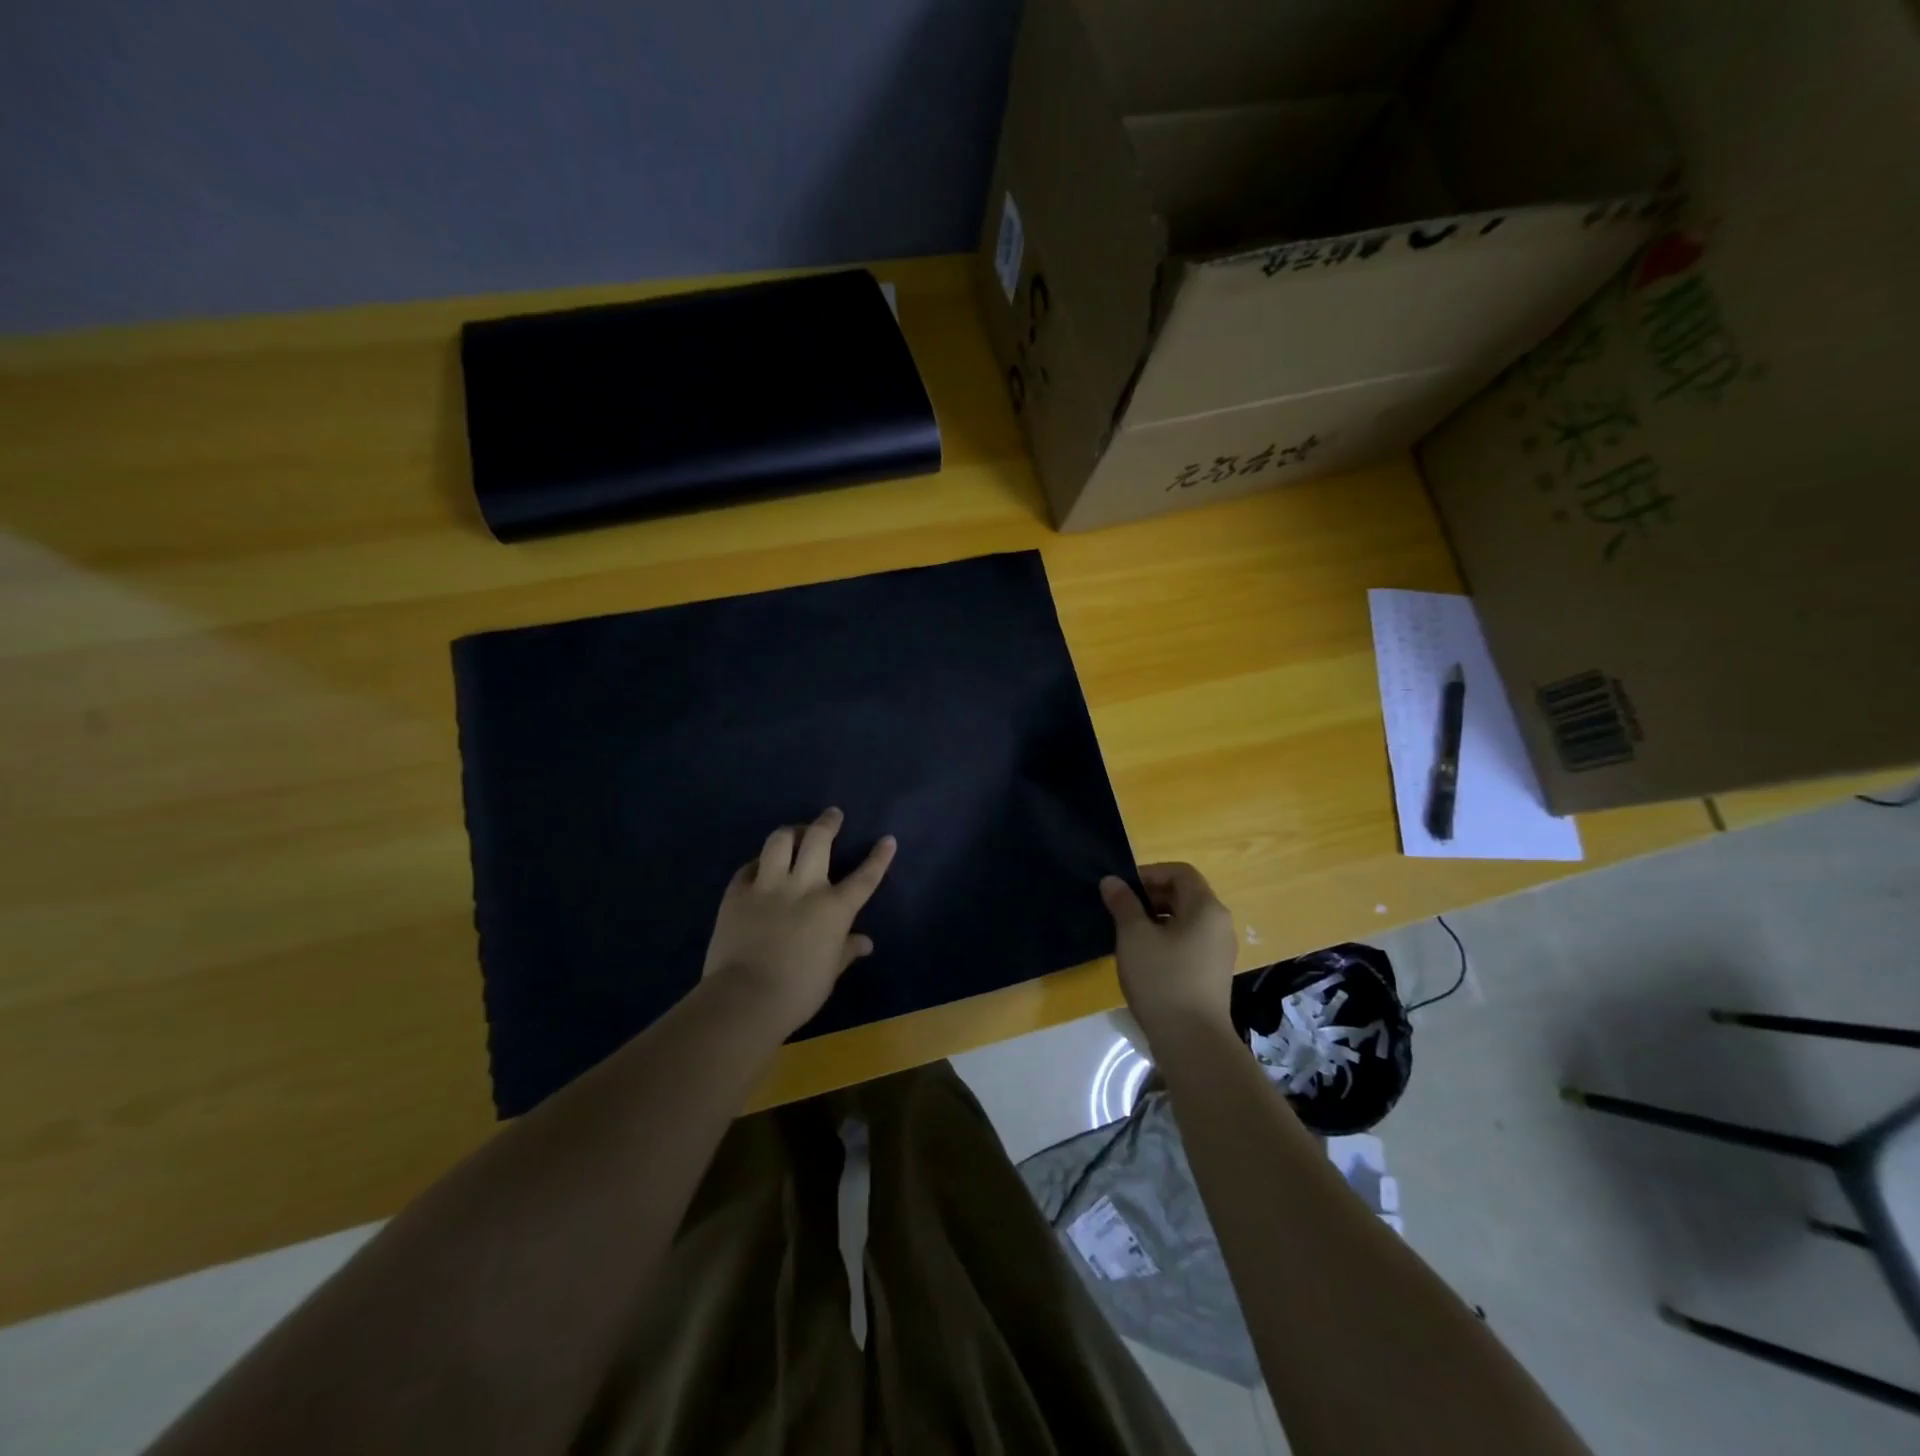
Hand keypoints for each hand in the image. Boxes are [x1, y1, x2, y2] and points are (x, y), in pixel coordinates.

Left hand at [701, 808, 896, 1034]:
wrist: (745, 999)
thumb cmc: (797, 993)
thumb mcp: (829, 973)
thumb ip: (846, 951)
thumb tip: (865, 943)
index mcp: (834, 909)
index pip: (864, 877)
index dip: (879, 857)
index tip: (887, 839)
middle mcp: (804, 887)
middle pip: (818, 840)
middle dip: (828, 822)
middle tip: (832, 815)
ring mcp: (768, 886)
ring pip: (780, 841)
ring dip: (790, 832)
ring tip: (794, 833)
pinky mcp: (737, 893)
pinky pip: (748, 867)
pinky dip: (758, 863)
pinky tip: (760, 867)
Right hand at [1100, 863, 1237, 1038]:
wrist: (1191, 1041)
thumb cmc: (1162, 979)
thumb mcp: (1134, 936)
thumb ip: (1123, 903)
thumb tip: (1112, 881)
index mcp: (1206, 908)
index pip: (1180, 873)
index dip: (1150, 873)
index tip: (1123, 889)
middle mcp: (1219, 924)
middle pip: (1185, 895)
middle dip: (1151, 897)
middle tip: (1121, 911)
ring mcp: (1219, 951)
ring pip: (1185, 921)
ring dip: (1156, 919)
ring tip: (1128, 935)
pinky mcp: (1213, 974)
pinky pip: (1189, 942)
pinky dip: (1166, 940)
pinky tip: (1144, 959)